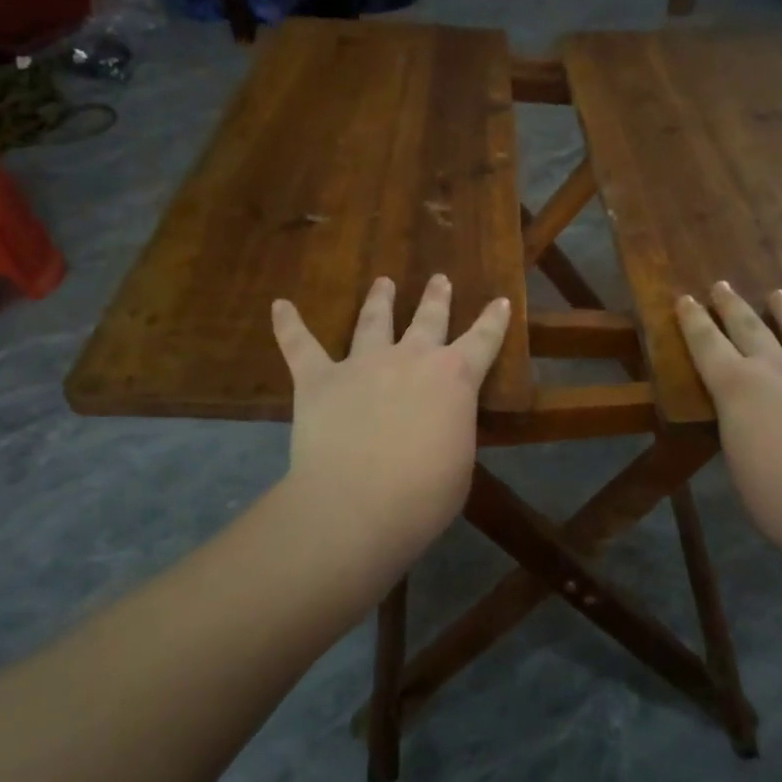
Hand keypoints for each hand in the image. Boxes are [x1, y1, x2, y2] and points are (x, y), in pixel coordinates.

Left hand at [272, 275, 511, 560]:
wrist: (358, 504)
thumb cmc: (424, 494)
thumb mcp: (459, 461)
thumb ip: (451, 430)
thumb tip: (439, 425)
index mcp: (455, 378)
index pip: (483, 340)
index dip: (494, 320)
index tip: (500, 300)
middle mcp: (411, 358)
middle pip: (429, 318)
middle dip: (436, 298)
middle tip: (439, 278)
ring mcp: (363, 364)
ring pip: (373, 320)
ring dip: (379, 299)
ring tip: (383, 282)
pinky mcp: (319, 379)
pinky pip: (301, 345)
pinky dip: (289, 325)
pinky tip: (280, 306)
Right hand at [676, 283, 781, 571]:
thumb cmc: (781, 500)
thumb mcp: (741, 464)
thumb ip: (741, 432)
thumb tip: (748, 424)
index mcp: (737, 388)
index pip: (706, 345)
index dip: (693, 321)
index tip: (685, 299)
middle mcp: (778, 369)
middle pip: (749, 327)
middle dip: (731, 306)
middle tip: (721, 286)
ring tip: (779, 294)